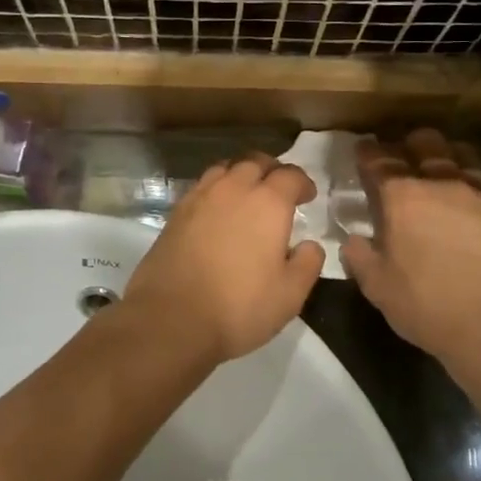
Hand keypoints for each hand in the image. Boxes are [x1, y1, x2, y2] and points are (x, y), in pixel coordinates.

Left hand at [121, 155, 325, 367]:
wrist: (170, 318)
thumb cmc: (238, 307)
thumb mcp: (290, 295)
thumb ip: (307, 263)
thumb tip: (309, 244)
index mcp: (268, 203)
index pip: (290, 175)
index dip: (303, 183)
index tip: (307, 196)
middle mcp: (233, 189)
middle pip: (255, 162)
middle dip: (272, 170)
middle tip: (279, 189)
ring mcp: (200, 197)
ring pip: (225, 169)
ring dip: (241, 174)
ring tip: (247, 194)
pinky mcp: (176, 213)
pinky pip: (202, 186)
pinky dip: (217, 189)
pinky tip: (218, 210)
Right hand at [341, 130, 480, 375]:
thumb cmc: (427, 307)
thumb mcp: (376, 286)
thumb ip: (359, 255)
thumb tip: (355, 239)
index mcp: (402, 196)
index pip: (379, 159)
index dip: (368, 152)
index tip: (364, 152)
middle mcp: (442, 181)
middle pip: (425, 142)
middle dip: (410, 145)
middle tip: (404, 160)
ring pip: (462, 155)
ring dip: (446, 159)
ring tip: (442, 176)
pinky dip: (477, 192)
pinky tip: (476, 210)